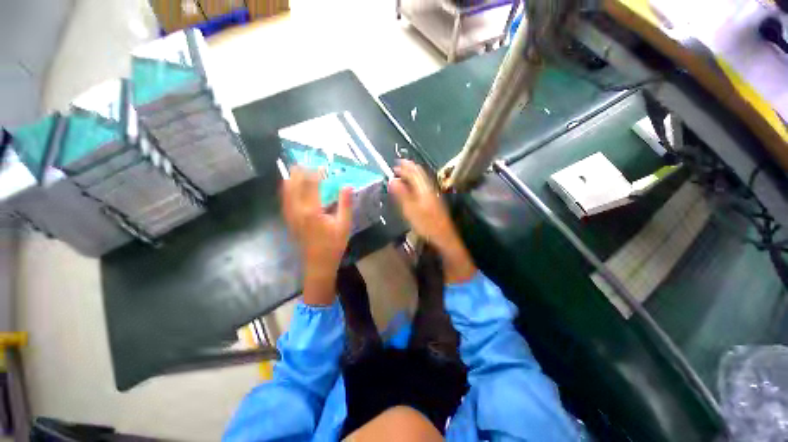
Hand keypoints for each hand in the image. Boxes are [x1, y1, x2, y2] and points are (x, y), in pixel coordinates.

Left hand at [282, 167, 351, 304]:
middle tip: (306, 161)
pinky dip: (286, 190)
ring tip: (296, 169)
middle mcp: (297, 210)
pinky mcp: (289, 221)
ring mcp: (291, 216)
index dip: (316, 172)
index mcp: (312, 210)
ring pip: (286, 192)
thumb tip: (347, 186)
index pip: (312, 185)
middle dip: (299, 171)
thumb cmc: (334, 245)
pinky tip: (289, 187)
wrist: (318, 264)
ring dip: (291, 179)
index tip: (322, 164)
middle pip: (294, 185)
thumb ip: (345, 204)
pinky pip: (284, 201)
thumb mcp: (344, 225)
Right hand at [389, 160, 475, 282]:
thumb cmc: (427, 225)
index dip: (406, 167)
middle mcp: (430, 190)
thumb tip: (392, 181)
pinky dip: (417, 184)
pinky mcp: (435, 203)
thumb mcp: (411, 210)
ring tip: (405, 173)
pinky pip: (425, 187)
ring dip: (414, 175)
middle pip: (420, 175)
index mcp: (424, 190)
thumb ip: (402, 195)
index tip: (397, 163)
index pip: (415, 173)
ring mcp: (434, 196)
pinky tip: (415, 188)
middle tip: (400, 165)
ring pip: (423, 181)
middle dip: (410, 169)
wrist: (444, 238)